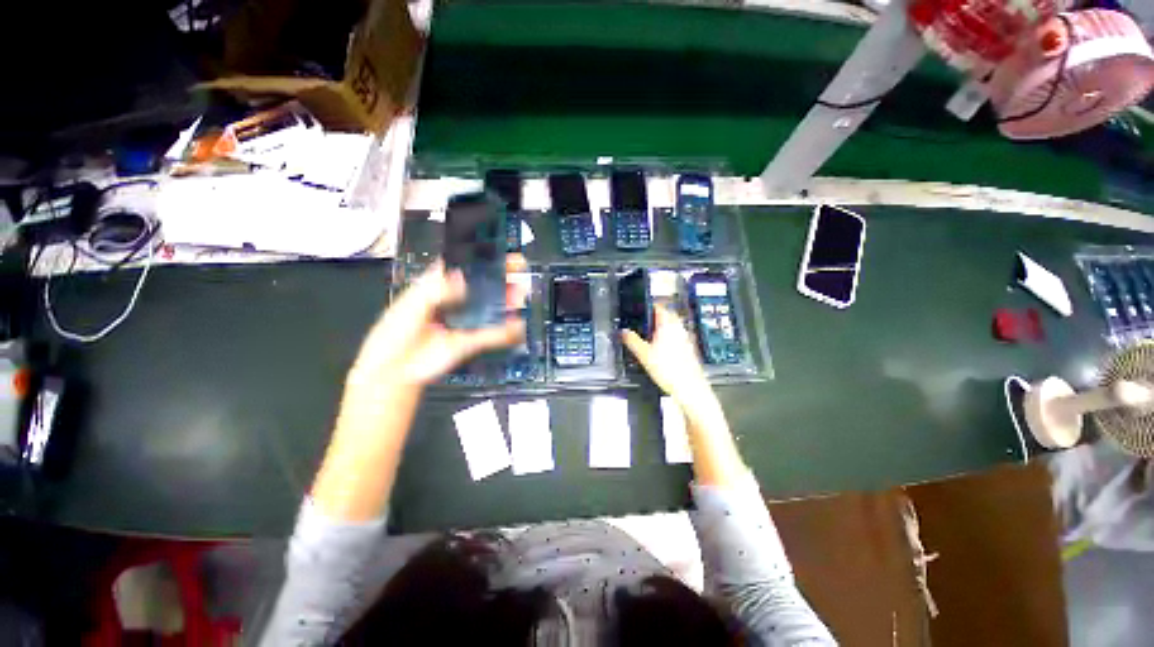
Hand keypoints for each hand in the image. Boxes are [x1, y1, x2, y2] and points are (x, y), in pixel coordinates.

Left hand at [349, 257, 527, 388]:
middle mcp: (455, 301)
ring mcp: (465, 321)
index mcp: (436, 286)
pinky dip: (507, 330)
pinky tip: (517, 323)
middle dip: (501, 276)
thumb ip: (434, 290)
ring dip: (507, 300)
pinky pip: (493, 334)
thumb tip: (460, 279)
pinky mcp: (471, 340)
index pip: (461, 266)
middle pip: (482, 285)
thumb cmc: (393, 334)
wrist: (393, 371)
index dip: (478, 257)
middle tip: (516, 270)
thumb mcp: (409, 305)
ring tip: (520, 294)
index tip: (496, 250)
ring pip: (492, 307)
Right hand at [621, 305, 718, 419]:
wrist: (689, 388)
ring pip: (673, 326)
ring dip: (662, 327)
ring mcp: (686, 338)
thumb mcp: (643, 354)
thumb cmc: (669, 370)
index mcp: (668, 324)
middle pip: (667, 316)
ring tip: (650, 335)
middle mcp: (679, 328)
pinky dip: (669, 338)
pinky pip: (677, 337)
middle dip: (655, 317)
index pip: (658, 307)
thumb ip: (631, 340)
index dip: (648, 306)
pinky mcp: (689, 348)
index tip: (640, 309)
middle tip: (643, 322)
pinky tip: (662, 349)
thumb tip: (623, 332)